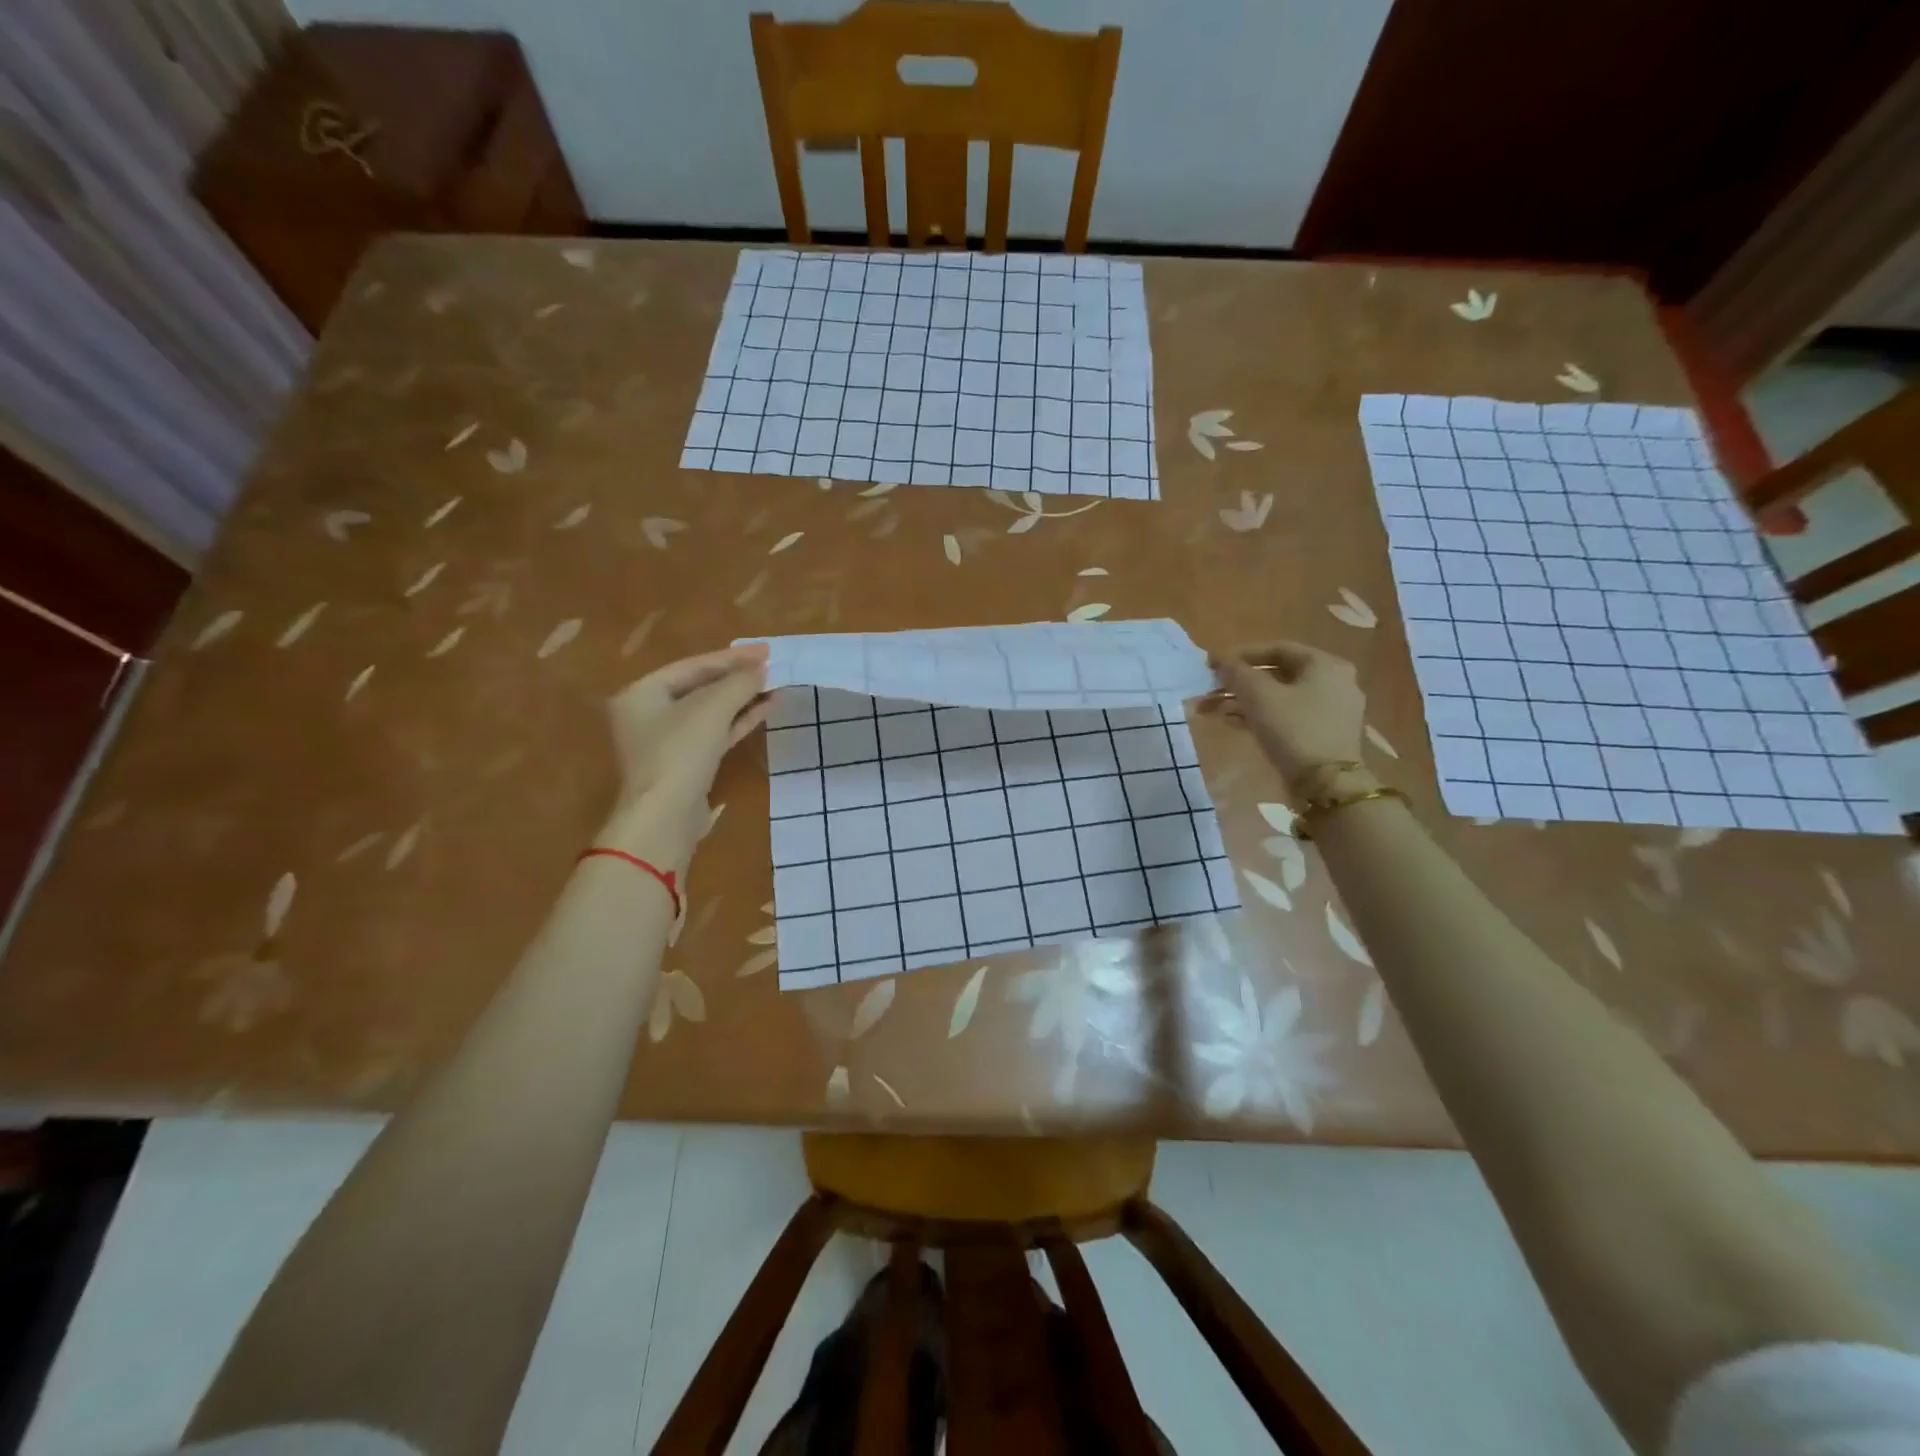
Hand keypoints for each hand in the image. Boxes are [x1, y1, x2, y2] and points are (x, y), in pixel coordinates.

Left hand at [599, 645, 770, 865]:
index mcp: (641, 693)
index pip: (693, 665)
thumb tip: (762, 669)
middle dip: (738, 678)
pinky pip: (715, 733)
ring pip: (710, 712)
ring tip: (776, 687)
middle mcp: (648, 714)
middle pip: (700, 687)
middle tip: (772, 667)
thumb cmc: (680, 753)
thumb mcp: (712, 709)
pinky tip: (766, 710)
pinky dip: (738, 721)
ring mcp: (666, 742)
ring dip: (743, 699)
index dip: (731, 657)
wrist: (665, 818)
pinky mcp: (685, 765)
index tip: (766, 651)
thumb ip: (738, 683)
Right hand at [1211, 641, 1365, 789]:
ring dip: (1244, 700)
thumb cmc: (1294, 730)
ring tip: (1212, 710)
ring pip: (1280, 696)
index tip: (1213, 664)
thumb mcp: (1259, 696)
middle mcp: (1335, 681)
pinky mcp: (1325, 733)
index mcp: (1325, 664)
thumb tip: (1221, 660)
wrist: (1327, 785)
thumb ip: (1237, 672)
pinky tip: (1233, 723)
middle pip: (1277, 673)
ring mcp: (1332, 709)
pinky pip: (1288, 715)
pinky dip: (1261, 715)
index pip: (1277, 648)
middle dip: (1238, 682)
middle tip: (1210, 689)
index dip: (1240, 654)